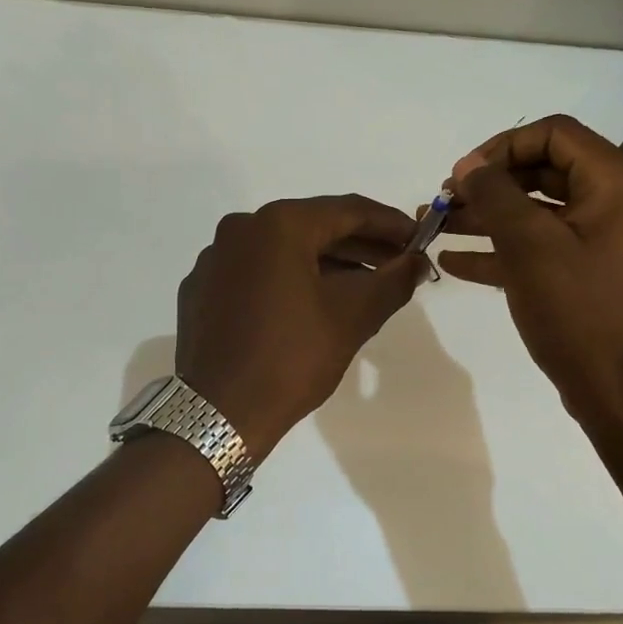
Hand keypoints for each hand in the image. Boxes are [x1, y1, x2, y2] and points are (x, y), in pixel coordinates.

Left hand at [175, 196, 429, 456]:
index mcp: (278, 225)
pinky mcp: (202, 288)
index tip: (420, 238)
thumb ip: (393, 280)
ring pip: (283, 250)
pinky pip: (256, 272)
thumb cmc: (292, 358)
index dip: (390, 223)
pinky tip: (311, 305)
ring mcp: (215, 258)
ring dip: (326, 264)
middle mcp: (241, 229)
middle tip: (397, 262)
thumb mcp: (353, 317)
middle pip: (313, 227)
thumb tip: (417, 261)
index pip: (348, 210)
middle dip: (360, 245)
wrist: (219, 413)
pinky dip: (289, 280)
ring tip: (364, 286)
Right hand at [438, 115, 622, 419]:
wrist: (622, 393)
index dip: (501, 146)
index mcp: (614, 182)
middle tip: (443, 201)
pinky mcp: (586, 272)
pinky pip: (539, 247)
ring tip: (435, 226)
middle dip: (488, 184)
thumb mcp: (529, 246)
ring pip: (535, 211)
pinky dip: (500, 250)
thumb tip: (469, 164)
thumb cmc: (580, 311)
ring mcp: (600, 239)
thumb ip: (495, 195)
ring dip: (485, 216)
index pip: (553, 134)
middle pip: (541, 171)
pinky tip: (453, 261)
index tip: (461, 175)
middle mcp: (613, 202)